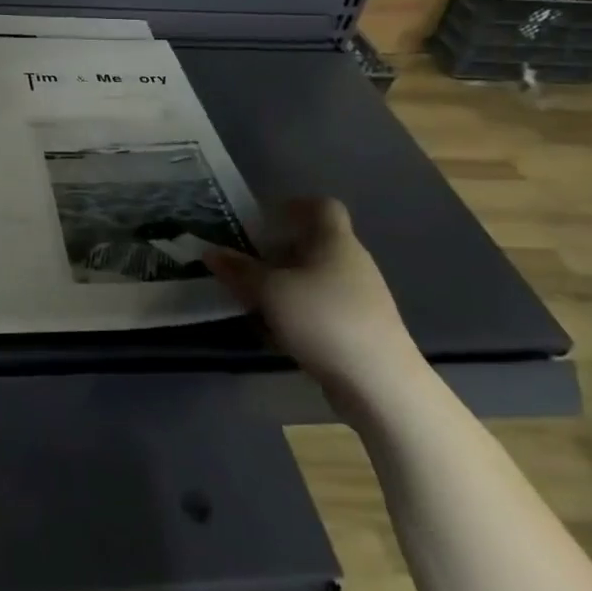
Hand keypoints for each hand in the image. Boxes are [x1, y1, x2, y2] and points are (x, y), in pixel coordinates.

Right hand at [202, 198, 424, 402]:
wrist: (380, 384)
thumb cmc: (323, 319)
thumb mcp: (269, 291)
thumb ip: (239, 270)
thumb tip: (210, 252)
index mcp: (335, 241)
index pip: (323, 206)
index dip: (294, 206)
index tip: (265, 221)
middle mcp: (352, 262)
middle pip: (314, 244)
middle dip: (279, 252)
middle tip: (247, 264)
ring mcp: (361, 298)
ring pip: (316, 279)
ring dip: (286, 286)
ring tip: (257, 302)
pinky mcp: (362, 329)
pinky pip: (323, 308)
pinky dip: (300, 313)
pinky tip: (280, 334)